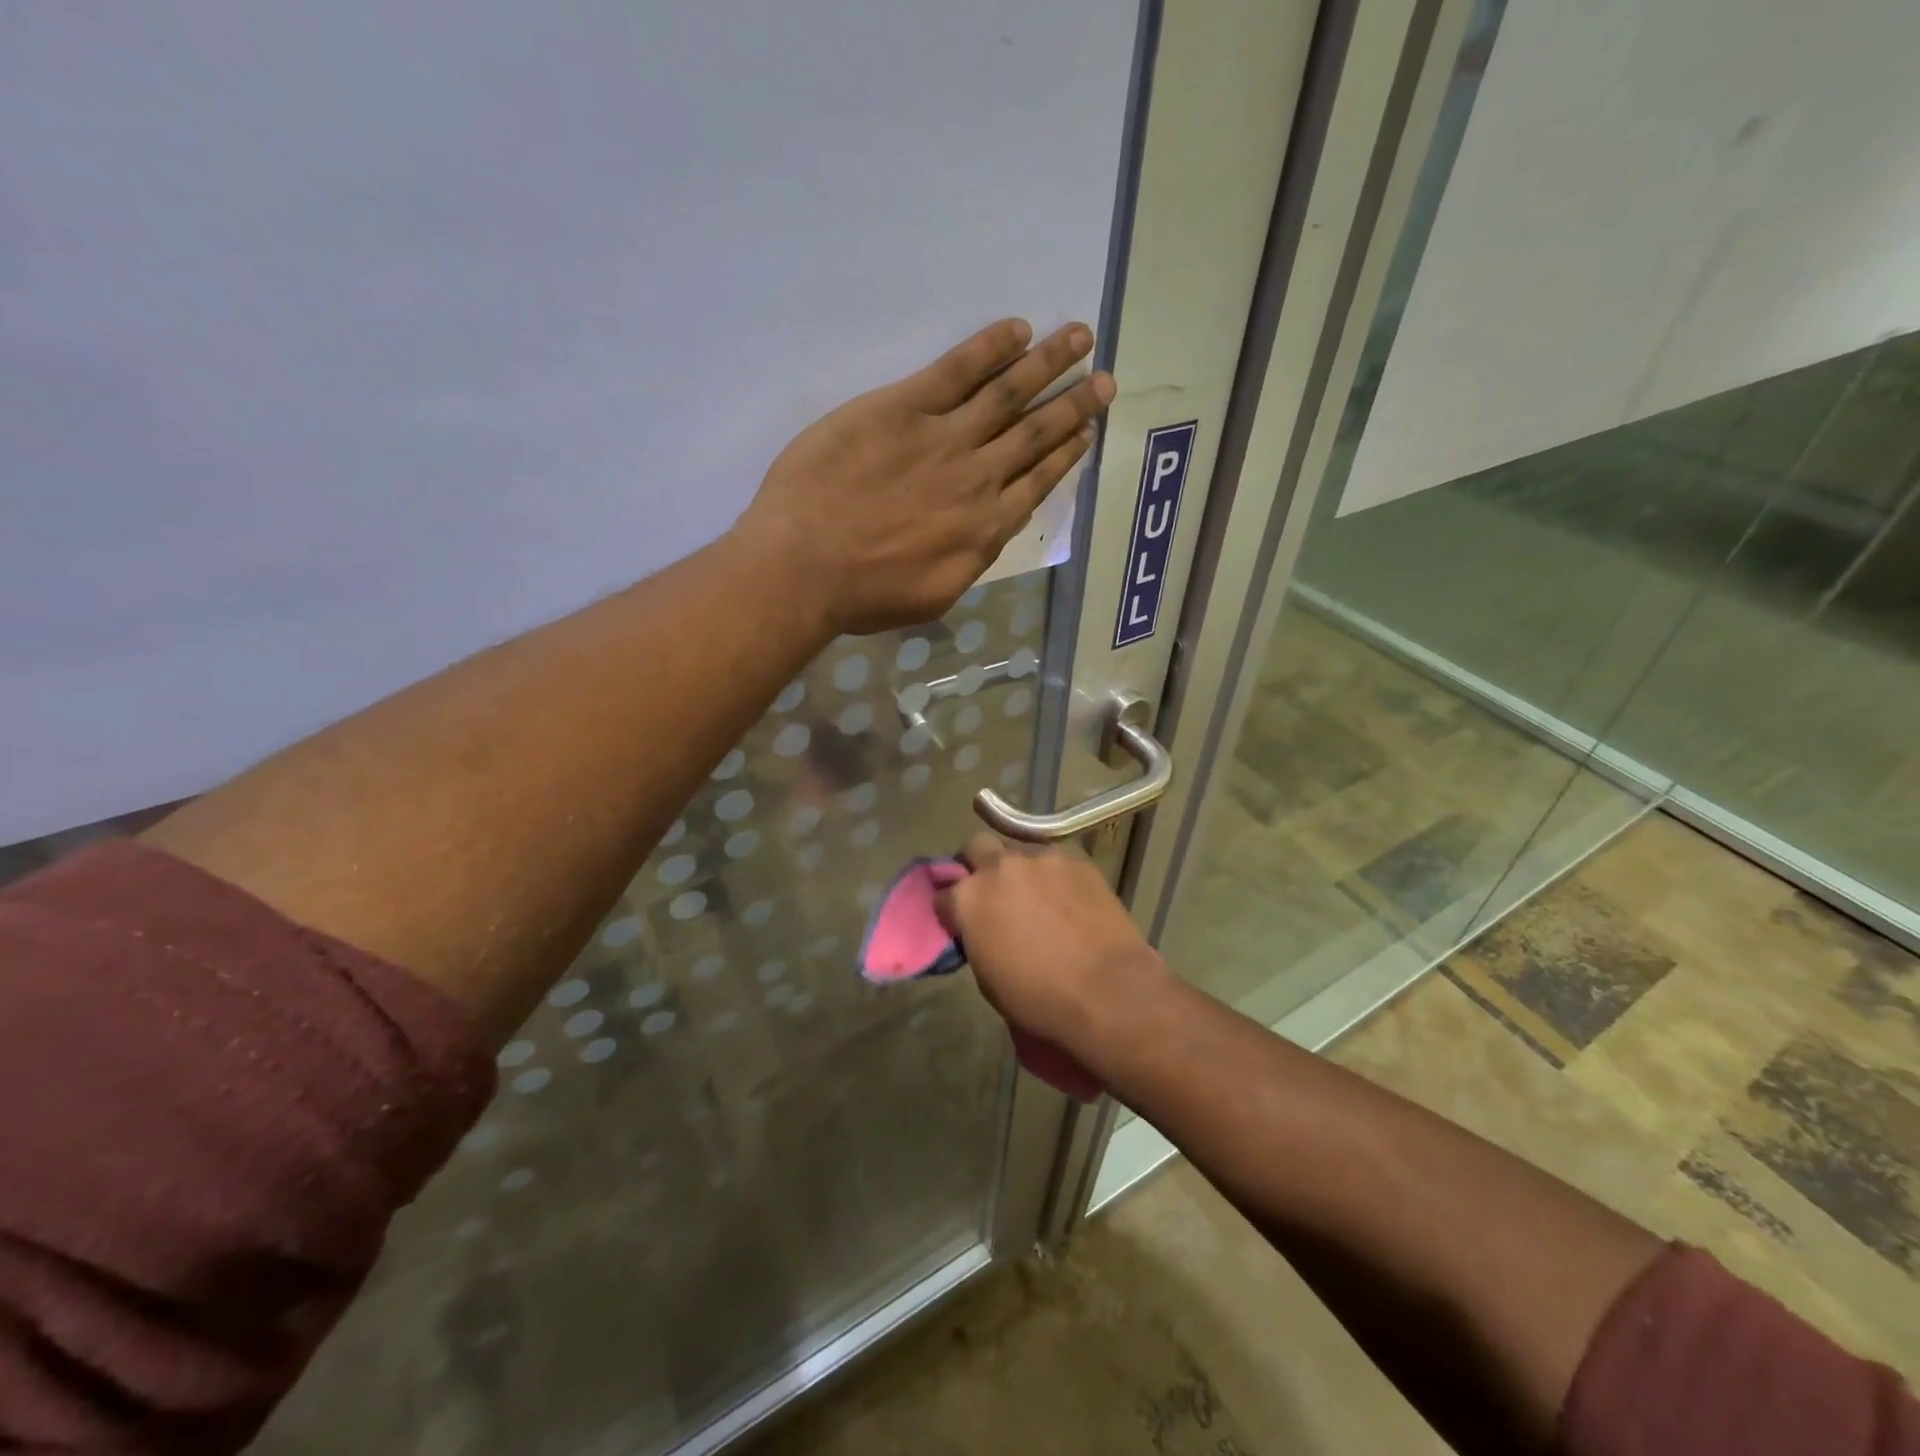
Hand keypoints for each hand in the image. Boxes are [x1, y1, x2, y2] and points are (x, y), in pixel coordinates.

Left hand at [734, 319, 1114, 635]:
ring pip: (1008, 393)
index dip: (1066, 453)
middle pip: (1035, 433)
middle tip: (1105, 379)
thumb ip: (971, 559)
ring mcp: (943, 438)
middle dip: (1074, 404)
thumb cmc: (864, 595)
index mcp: (986, 529)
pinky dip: (990, 347)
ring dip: (1048, 363)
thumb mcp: (935, 595)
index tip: (1087, 431)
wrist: (805, 567)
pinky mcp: (903, 407)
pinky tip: (1017, 330)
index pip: (1038, 481)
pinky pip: (956, 370)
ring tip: (1080, 336)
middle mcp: (978, 478)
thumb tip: (990, 529)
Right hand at [935, 833, 1168, 1058]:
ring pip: (1021, 852)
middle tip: (994, 892)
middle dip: (979, 865)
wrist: (1108, 992)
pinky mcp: (1077, 860)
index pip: (943, 894)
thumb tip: (983, 930)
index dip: (952, 910)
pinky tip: (1071, 901)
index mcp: (968, 898)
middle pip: (977, 847)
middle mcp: (1000, 867)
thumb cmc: (1039, 999)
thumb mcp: (988, 978)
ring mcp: (1041, 859)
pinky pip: (1057, 862)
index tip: (962, 924)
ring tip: (1040, 898)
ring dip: (1022, 871)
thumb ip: (977, 938)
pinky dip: (1056, 878)